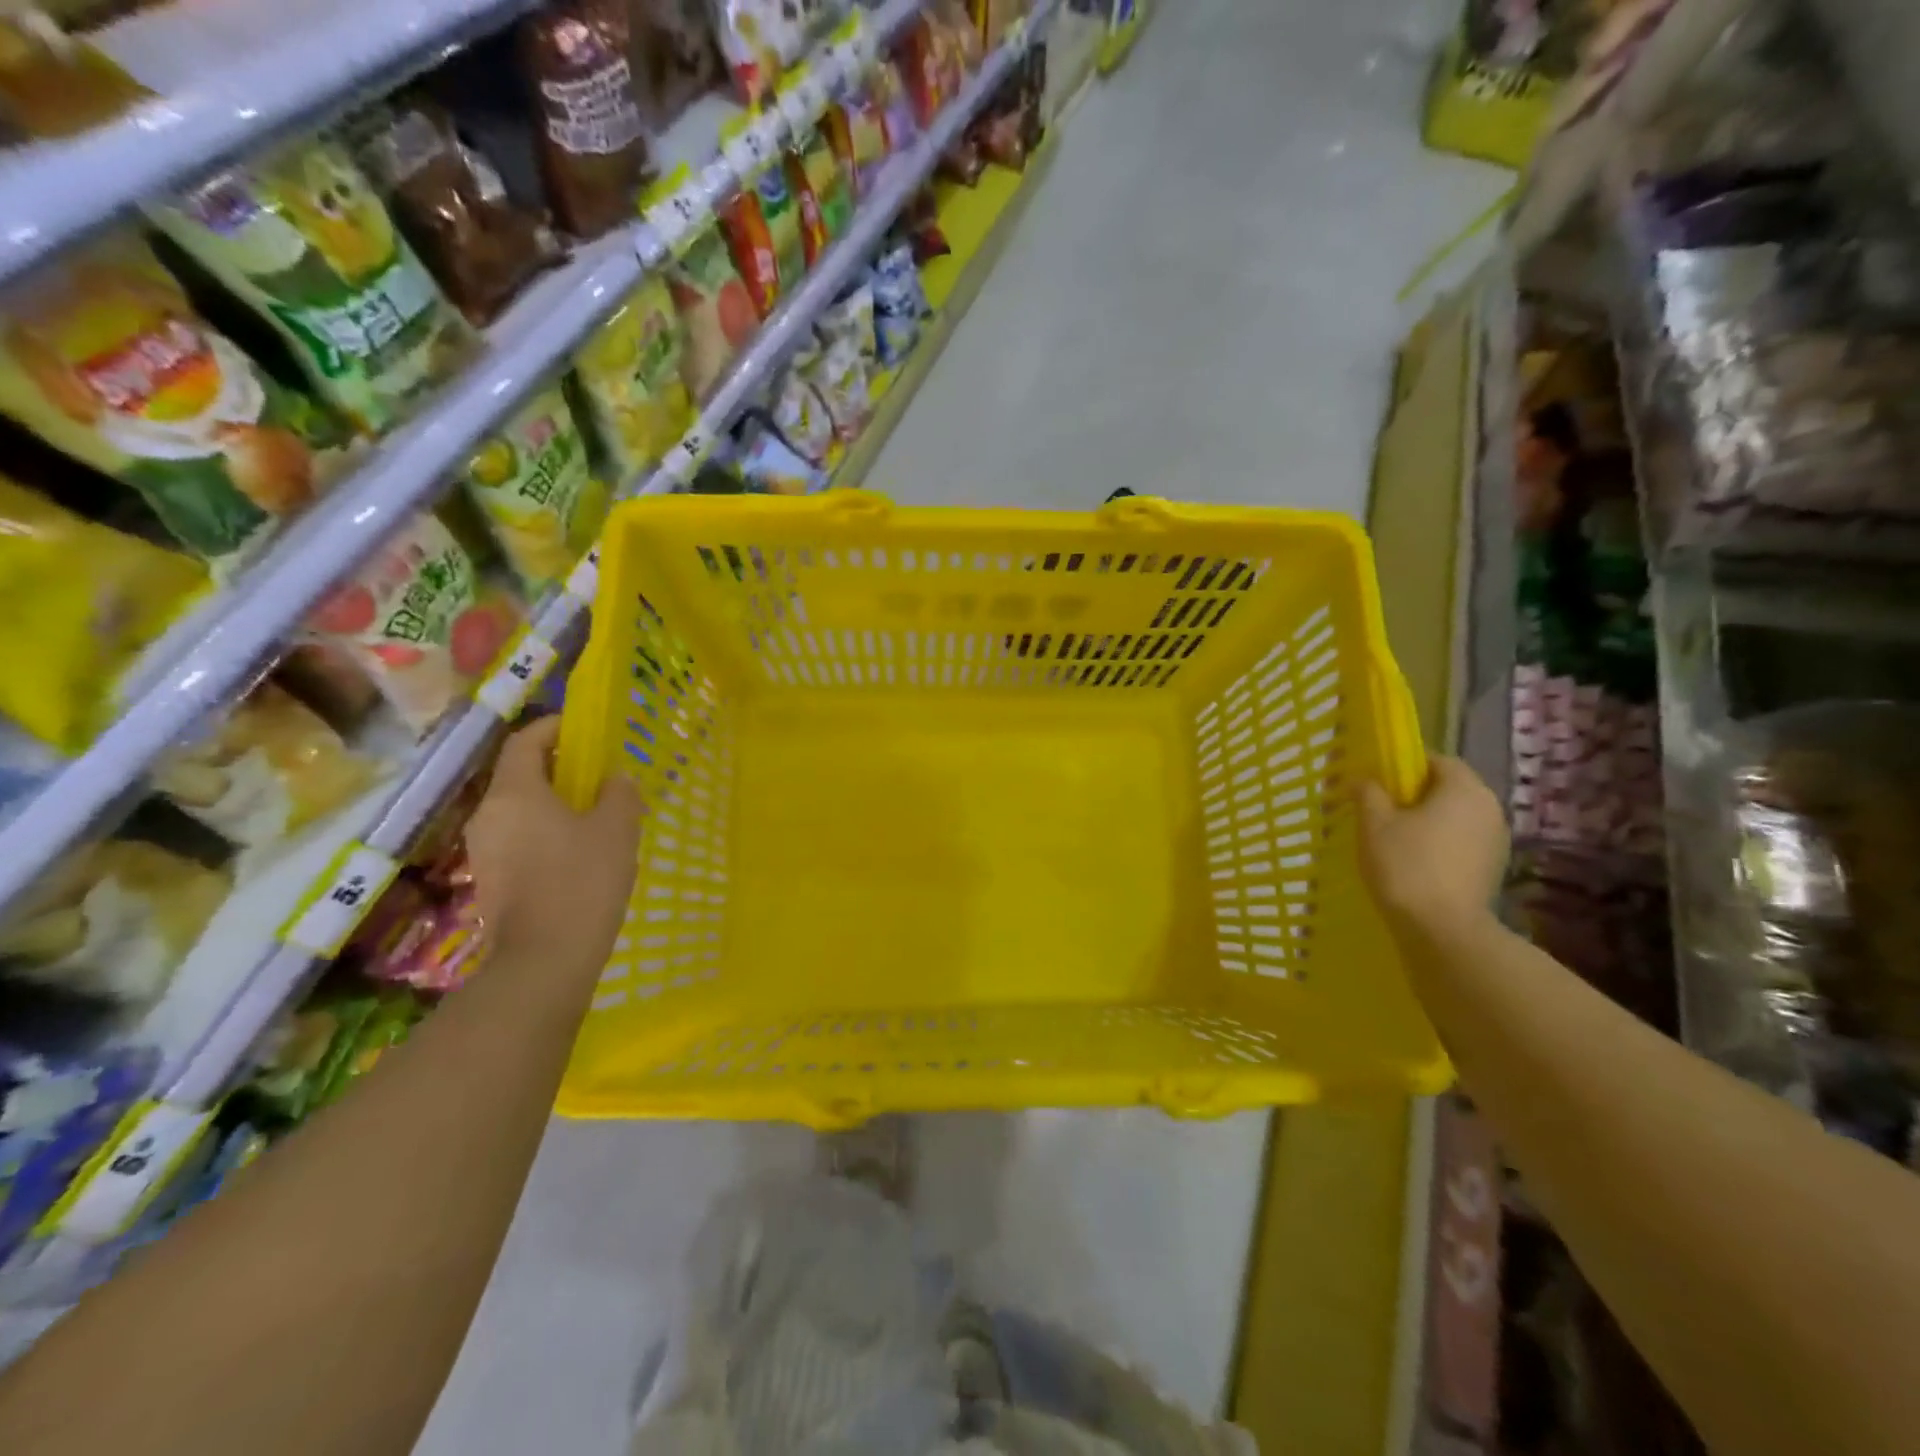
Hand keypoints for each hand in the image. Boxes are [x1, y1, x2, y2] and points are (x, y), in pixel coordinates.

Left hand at [466, 717, 642, 982]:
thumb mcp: (617, 829)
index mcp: (514, 794)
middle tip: (596, 773)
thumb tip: (614, 779)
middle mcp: (487, 815)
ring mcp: (483, 850)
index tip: (583, 728)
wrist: (545, 960)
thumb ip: (619, 793)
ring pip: (518, 809)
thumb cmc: (583, 882)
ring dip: (550, 801)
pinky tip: (575, 851)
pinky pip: (516, 837)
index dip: (552, 727)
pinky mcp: (489, 880)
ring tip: (591, 814)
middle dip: (556, 766)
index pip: (524, 741)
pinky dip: (542, 830)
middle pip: (518, 775)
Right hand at [1358, 756, 1507, 933]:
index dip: (1406, 766)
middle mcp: (1489, 807)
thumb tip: (1364, 779)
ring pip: (1456, 817)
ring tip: (1394, 838)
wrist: (1442, 929)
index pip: (1437, 760)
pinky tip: (1414, 862)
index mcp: (1464, 788)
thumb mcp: (1374, 823)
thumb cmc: (1405, 865)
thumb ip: (1368, 793)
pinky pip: (1462, 842)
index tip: (1379, 782)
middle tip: (1381, 810)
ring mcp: (1496, 840)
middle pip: (1449, 788)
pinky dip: (1440, 843)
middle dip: (1416, 795)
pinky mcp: (1492, 868)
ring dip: (1428, 821)